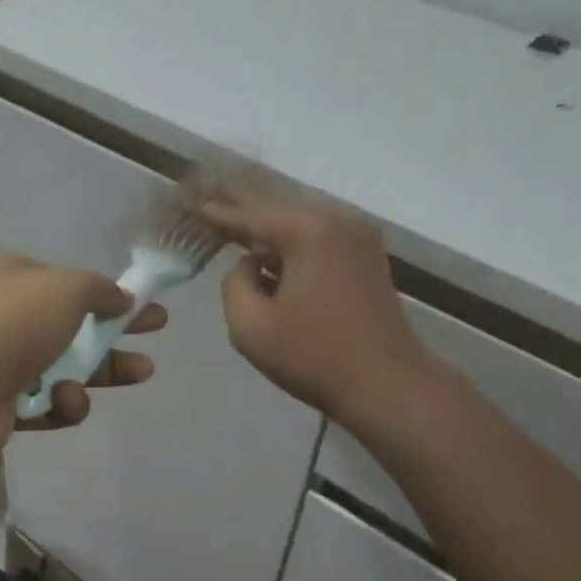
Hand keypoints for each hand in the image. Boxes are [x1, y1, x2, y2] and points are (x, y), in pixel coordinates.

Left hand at [0, 251, 164, 477]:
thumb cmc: (10, 328)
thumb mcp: (65, 290)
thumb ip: (100, 290)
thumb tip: (121, 297)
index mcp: (12, 276)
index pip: (68, 282)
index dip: (110, 292)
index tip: (146, 303)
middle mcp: (5, 315)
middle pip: (74, 324)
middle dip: (118, 332)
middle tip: (157, 335)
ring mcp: (1, 361)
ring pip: (66, 367)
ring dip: (100, 373)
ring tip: (138, 374)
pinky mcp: (2, 405)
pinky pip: (48, 402)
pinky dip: (63, 404)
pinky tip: (66, 403)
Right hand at [200, 192, 429, 424]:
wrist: (387, 386)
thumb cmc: (314, 357)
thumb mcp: (251, 327)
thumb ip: (234, 283)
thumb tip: (250, 265)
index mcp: (308, 231)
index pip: (251, 215)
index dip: (219, 212)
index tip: (193, 204)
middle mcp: (337, 220)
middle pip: (278, 210)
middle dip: (243, 207)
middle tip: (209, 194)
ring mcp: (358, 237)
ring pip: (300, 223)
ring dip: (269, 227)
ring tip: (234, 220)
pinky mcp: (368, 257)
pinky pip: (319, 239)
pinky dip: (294, 243)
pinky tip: (272, 251)